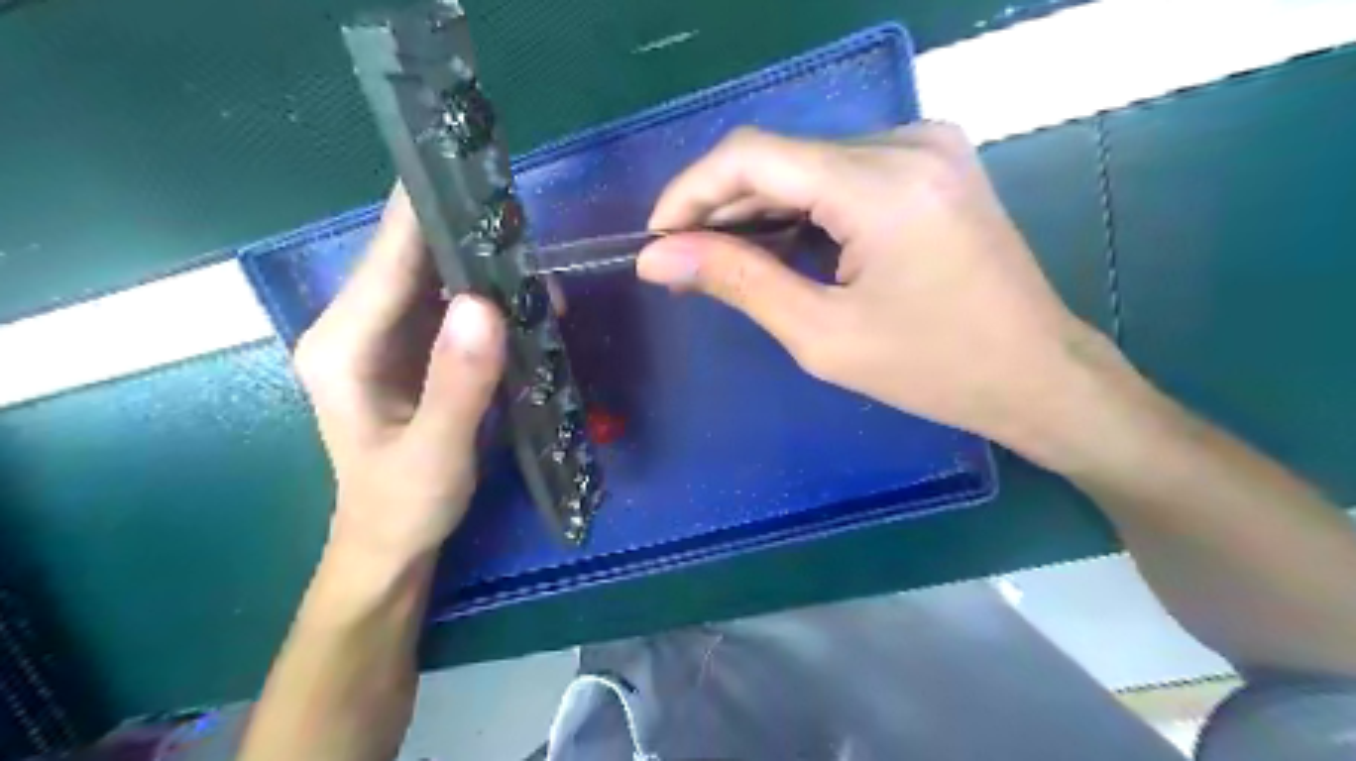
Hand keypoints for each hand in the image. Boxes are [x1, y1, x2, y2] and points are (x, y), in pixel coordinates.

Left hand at [294, 188, 505, 561]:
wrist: (394, 544)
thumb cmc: (404, 505)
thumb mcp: (435, 453)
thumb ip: (458, 382)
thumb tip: (484, 303)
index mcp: (344, 344)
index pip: (389, 257)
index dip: (428, 211)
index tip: (474, 171)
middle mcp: (359, 327)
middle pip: (414, 258)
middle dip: (471, 236)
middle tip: (529, 222)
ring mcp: (390, 336)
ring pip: (439, 279)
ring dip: (489, 268)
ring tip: (542, 265)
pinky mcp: (419, 350)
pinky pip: (456, 308)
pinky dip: (494, 299)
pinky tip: (532, 303)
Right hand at [636, 123, 1113, 464]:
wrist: (1038, 373)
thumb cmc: (933, 369)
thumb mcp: (822, 335)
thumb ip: (737, 282)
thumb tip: (657, 257)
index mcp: (882, 184)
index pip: (752, 156)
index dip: (690, 191)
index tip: (657, 238)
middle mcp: (906, 142)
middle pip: (779, 155)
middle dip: (720, 206)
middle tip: (686, 260)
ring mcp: (925, 146)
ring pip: (807, 162)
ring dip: (757, 207)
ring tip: (725, 260)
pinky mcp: (931, 163)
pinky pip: (841, 171)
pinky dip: (799, 206)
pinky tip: (780, 245)